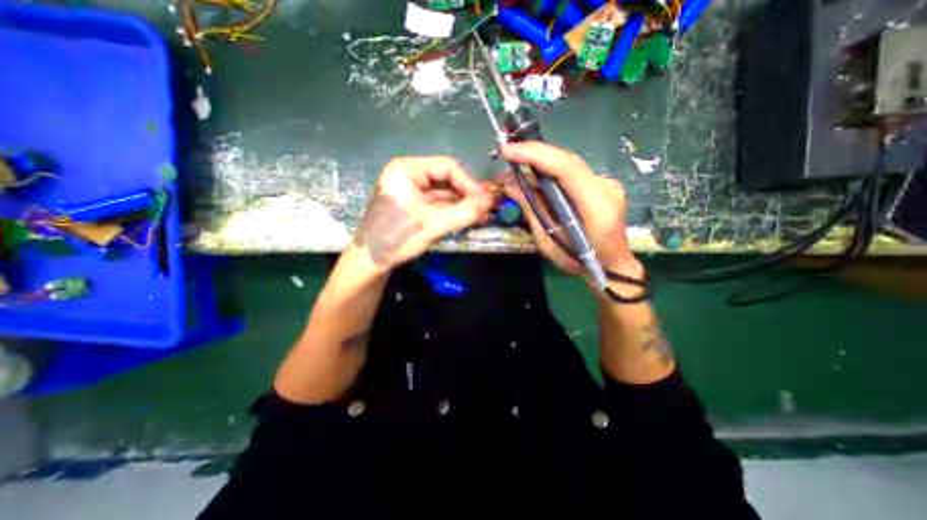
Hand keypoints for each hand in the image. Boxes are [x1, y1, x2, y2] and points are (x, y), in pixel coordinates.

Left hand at [350, 154, 492, 269]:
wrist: (370, 262)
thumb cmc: (397, 237)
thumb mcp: (433, 225)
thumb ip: (464, 213)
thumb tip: (490, 202)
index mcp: (407, 170)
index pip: (447, 167)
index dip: (469, 182)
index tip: (485, 200)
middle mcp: (408, 175)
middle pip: (446, 179)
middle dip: (467, 194)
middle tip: (486, 207)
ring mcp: (410, 191)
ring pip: (443, 193)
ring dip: (462, 204)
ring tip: (482, 214)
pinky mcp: (412, 205)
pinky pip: (437, 204)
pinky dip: (452, 211)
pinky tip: (468, 218)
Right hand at [495, 142, 642, 278]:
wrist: (612, 267)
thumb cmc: (579, 262)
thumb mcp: (548, 242)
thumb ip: (531, 210)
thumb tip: (510, 185)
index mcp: (595, 205)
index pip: (565, 167)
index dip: (534, 155)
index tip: (507, 151)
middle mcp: (605, 187)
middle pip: (566, 160)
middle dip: (533, 154)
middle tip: (507, 155)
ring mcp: (606, 184)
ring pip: (568, 164)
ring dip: (540, 164)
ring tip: (515, 168)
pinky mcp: (601, 186)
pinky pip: (571, 173)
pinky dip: (550, 173)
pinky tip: (535, 178)